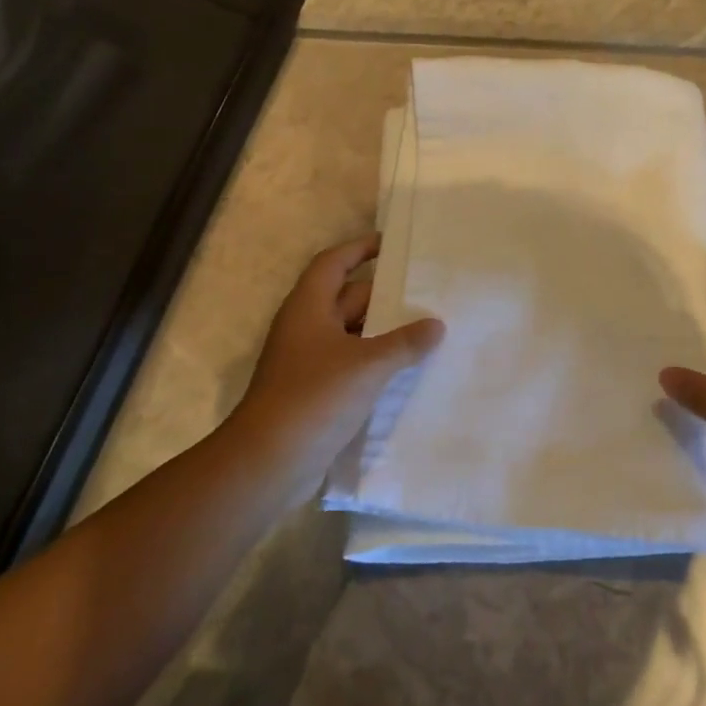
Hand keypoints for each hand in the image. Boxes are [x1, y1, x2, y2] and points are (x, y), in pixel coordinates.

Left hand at [225, 233, 442, 488]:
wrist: (269, 462)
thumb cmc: (315, 396)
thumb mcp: (368, 364)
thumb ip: (405, 342)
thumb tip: (436, 325)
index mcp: (308, 308)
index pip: (333, 263)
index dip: (359, 249)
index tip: (391, 244)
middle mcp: (305, 328)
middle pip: (347, 298)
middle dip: (383, 294)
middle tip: (424, 290)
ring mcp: (308, 361)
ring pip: (351, 333)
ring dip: (382, 330)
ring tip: (425, 327)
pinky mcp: (314, 391)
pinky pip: (350, 363)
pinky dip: (375, 360)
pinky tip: (405, 368)